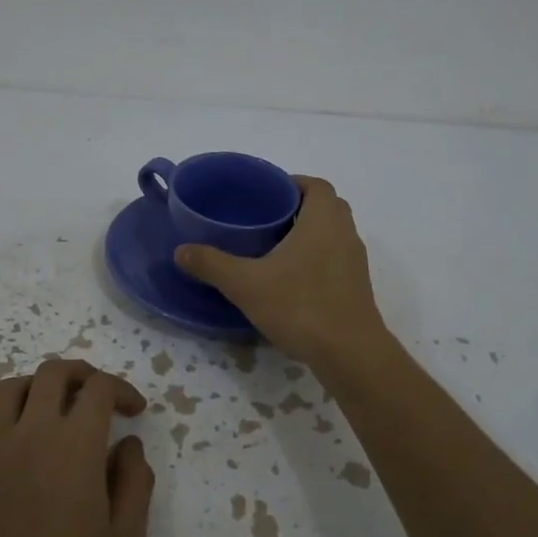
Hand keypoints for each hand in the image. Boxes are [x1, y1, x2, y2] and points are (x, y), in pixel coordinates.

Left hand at [0, 359, 154, 536]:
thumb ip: (135, 484)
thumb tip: (128, 446)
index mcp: (76, 445)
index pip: (99, 388)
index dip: (121, 389)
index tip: (134, 412)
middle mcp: (31, 432)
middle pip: (52, 373)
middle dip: (80, 374)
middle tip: (96, 395)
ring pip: (7, 388)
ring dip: (34, 388)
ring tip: (49, 409)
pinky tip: (1, 437)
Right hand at [173, 175, 386, 365]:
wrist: (349, 353)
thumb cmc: (300, 306)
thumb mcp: (246, 284)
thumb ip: (212, 264)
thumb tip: (180, 251)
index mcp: (323, 221)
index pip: (316, 185)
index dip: (292, 183)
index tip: (266, 194)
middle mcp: (345, 234)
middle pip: (326, 207)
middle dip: (298, 208)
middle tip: (265, 220)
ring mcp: (355, 262)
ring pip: (333, 234)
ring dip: (309, 234)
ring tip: (274, 248)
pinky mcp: (357, 287)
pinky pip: (336, 259)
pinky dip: (316, 258)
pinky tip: (291, 279)